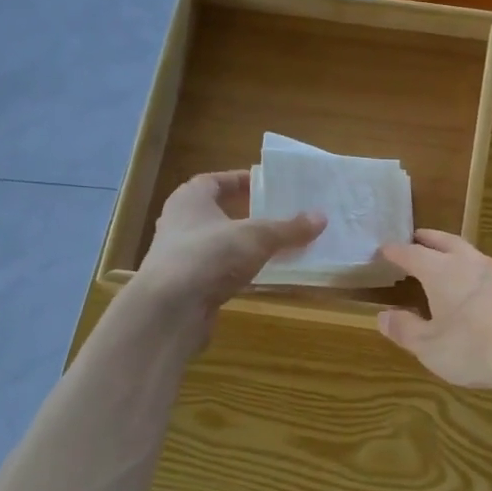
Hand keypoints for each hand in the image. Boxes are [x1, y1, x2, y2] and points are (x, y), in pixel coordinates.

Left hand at [131, 171, 323, 315]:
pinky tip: (258, 276)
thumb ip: (288, 228)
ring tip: (274, 245)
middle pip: (216, 212)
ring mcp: (180, 256)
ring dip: (242, 244)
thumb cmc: (209, 256)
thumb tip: (321, 217)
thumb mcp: (257, 237)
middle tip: (276, 215)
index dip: (240, 181)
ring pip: (217, 243)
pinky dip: (236, 270)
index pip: (215, 181)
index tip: (266, 185)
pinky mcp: (186, 285)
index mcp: (190, 199)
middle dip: (245, 213)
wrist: (170, 309)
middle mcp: (180, 223)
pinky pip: (217, 270)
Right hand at [376, 230, 491, 396]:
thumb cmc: (476, 349)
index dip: (396, 252)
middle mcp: (473, 264)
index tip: (385, 249)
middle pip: (448, 243)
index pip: (412, 254)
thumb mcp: (431, 348)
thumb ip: (405, 330)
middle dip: (431, 239)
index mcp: (443, 273)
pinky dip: (489, 279)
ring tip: (455, 264)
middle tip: (419, 236)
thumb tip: (383, 316)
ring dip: (462, 256)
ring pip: (477, 257)